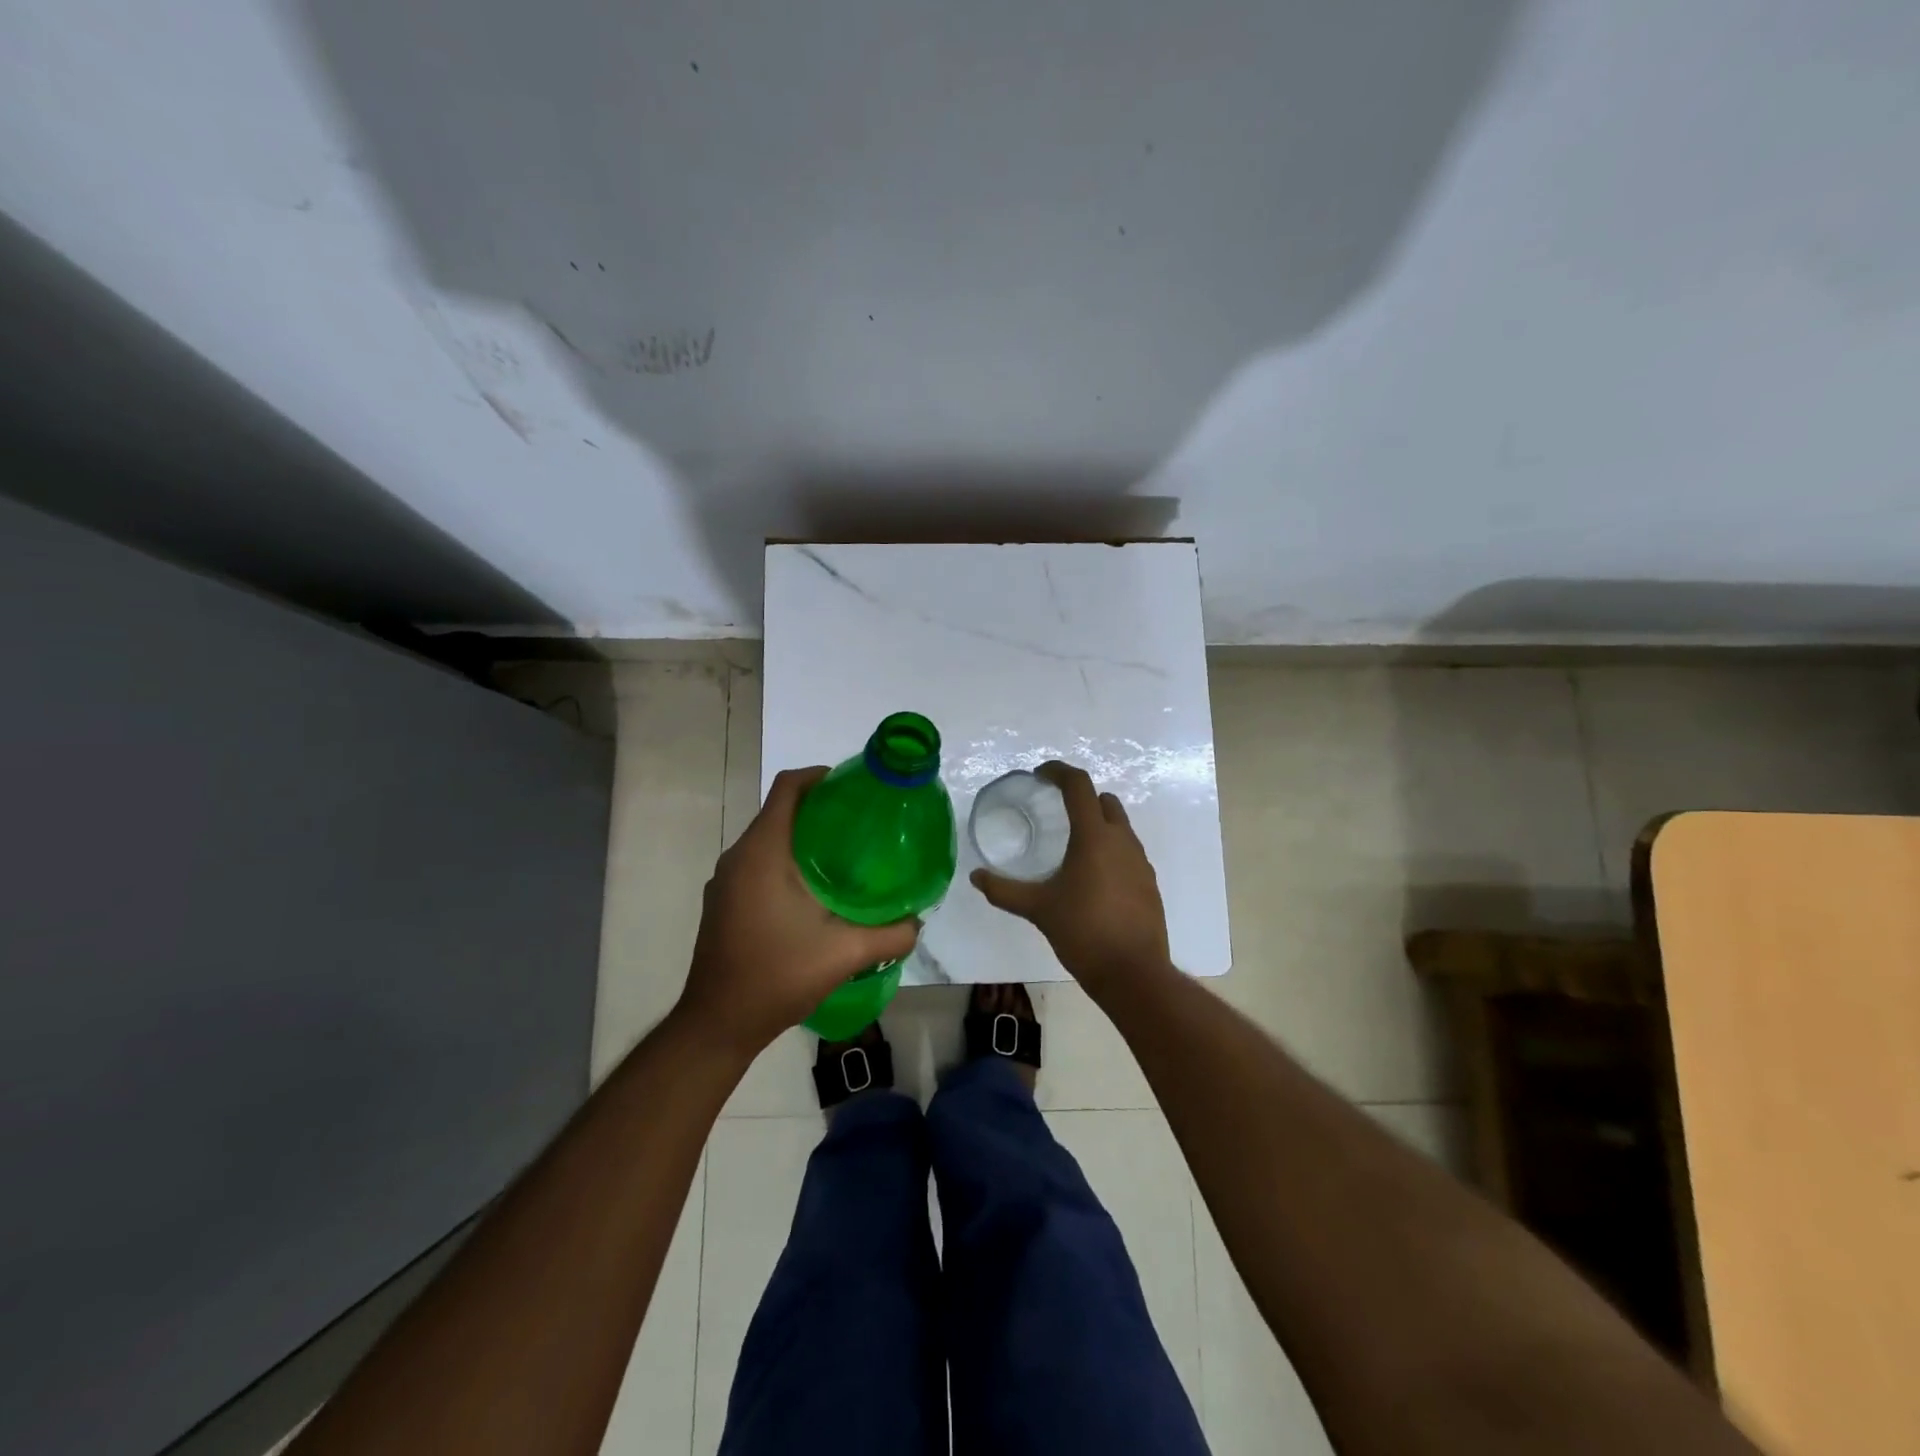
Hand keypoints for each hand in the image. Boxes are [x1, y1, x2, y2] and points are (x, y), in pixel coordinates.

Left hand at [677, 767, 919, 1056]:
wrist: (717, 1025)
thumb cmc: (775, 977)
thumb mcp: (844, 954)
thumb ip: (890, 935)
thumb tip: (919, 921)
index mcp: (762, 853)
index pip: (788, 788)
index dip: (820, 776)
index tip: (854, 787)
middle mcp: (739, 857)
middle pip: (780, 810)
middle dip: (820, 808)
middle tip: (862, 823)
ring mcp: (726, 880)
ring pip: (769, 839)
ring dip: (803, 837)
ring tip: (846, 855)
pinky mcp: (725, 901)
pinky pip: (759, 862)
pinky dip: (787, 860)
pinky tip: (816, 890)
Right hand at [971, 761, 1172, 995]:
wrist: (1134, 973)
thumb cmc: (1083, 932)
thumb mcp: (1039, 909)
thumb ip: (1004, 891)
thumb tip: (976, 877)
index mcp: (1094, 837)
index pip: (1079, 785)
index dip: (1059, 772)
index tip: (1040, 775)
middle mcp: (1122, 841)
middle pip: (1104, 801)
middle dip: (1081, 797)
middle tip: (1055, 809)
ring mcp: (1140, 862)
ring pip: (1120, 826)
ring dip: (1097, 824)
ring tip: (1071, 845)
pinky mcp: (1149, 883)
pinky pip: (1128, 852)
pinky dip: (1110, 850)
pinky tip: (1092, 877)